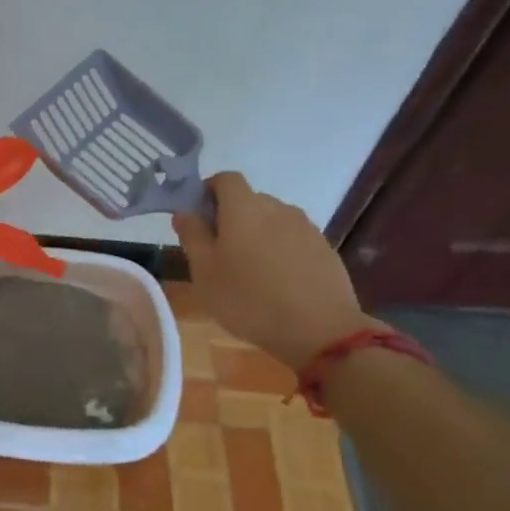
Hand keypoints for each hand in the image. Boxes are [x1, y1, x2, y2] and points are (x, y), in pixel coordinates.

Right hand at [173, 172, 374, 368]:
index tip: (199, 217)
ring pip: (273, 220)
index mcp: (244, 208)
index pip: (226, 178)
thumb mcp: (205, 273)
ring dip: (258, 234)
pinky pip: (293, 239)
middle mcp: (277, 207)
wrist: (322, 332)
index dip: (209, 190)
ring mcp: (305, 227)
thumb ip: (192, 236)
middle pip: (249, 200)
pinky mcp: (324, 248)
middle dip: (232, 217)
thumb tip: (184, 212)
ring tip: (252, 270)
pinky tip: (279, 281)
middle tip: (220, 252)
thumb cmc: (250, 300)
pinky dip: (281, 250)